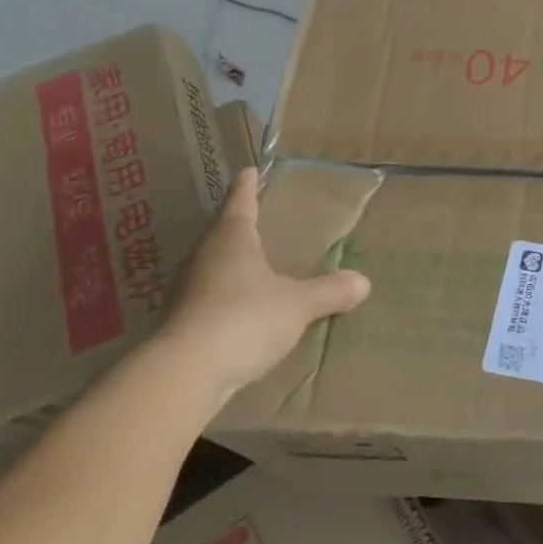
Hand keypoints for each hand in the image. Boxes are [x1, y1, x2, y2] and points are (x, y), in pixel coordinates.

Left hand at [157, 167, 370, 404]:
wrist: (185, 373)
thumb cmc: (245, 318)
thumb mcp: (297, 304)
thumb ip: (329, 291)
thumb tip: (363, 282)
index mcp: (232, 238)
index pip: (240, 202)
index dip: (247, 186)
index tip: (249, 170)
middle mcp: (203, 256)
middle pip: (221, 233)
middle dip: (238, 227)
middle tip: (257, 219)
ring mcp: (186, 290)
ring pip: (211, 266)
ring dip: (228, 264)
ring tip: (251, 266)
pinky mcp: (179, 323)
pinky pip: (206, 299)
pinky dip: (222, 299)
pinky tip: (237, 311)